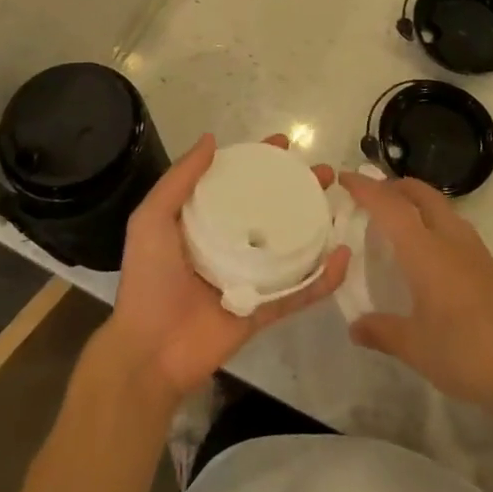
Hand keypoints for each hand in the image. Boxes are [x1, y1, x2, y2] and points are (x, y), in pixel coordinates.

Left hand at [99, 134, 349, 409]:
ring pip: (292, 246)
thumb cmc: (149, 280)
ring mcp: (251, 278)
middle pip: (272, 210)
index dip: (260, 162)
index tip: (284, 145)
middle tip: (323, 173)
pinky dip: (323, 278)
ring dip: (317, 225)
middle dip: (299, 189)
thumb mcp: (152, 220)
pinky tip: (343, 257)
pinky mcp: (265, 309)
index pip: (237, 184)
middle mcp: (230, 245)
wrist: (150, 351)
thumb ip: (179, 180)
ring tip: (339, 205)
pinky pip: (299, 292)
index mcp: (203, 223)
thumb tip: (211, 140)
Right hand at [342, 172, 492, 420]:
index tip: (344, 178)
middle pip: (422, 195)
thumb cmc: (468, 353)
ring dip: (418, 203)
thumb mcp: (416, 347)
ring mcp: (476, 253)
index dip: (366, 188)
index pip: (390, 206)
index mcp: (426, 251)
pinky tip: (429, 255)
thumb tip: (355, 327)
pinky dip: (434, 224)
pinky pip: (455, 230)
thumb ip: (382, 332)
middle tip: (372, 194)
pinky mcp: (491, 269)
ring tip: (397, 221)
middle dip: (396, 186)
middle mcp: (451, 241)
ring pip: (443, 209)